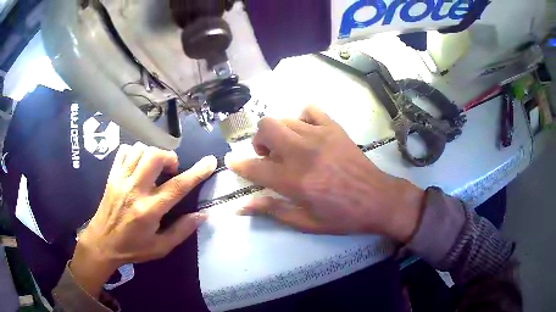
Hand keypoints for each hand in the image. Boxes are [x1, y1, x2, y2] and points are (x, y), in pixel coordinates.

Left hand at [70, 143, 216, 296]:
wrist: (102, 243)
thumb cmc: (132, 248)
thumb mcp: (160, 247)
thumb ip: (181, 231)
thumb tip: (202, 215)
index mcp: (149, 210)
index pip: (177, 187)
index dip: (197, 172)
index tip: (210, 161)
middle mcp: (135, 190)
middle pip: (155, 157)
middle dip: (169, 157)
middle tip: (171, 171)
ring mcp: (121, 180)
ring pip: (140, 150)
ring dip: (153, 155)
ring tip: (155, 168)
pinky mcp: (112, 176)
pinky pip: (124, 151)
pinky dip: (135, 152)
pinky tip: (138, 165)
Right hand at [226, 105, 423, 241]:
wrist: (377, 199)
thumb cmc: (341, 216)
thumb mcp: (306, 221)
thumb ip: (272, 210)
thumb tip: (241, 207)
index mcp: (294, 180)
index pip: (254, 167)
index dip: (238, 164)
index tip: (231, 161)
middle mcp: (302, 152)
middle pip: (266, 127)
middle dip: (259, 140)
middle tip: (269, 156)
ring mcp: (319, 135)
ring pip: (285, 118)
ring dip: (279, 133)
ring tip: (289, 147)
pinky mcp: (334, 127)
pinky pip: (310, 109)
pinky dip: (302, 118)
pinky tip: (307, 132)